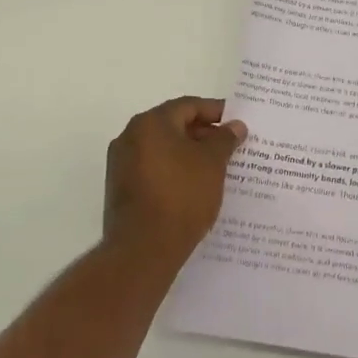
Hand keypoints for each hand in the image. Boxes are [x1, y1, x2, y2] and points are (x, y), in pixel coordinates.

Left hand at [104, 97, 245, 265]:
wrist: (143, 250)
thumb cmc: (182, 196)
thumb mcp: (213, 163)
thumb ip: (225, 138)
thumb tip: (235, 125)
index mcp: (150, 123)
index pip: (188, 106)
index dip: (216, 111)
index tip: (237, 123)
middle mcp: (130, 137)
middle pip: (174, 125)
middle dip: (204, 134)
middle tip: (231, 146)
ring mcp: (121, 165)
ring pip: (163, 149)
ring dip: (189, 153)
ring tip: (217, 167)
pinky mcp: (121, 189)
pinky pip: (154, 169)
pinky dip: (175, 171)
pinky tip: (195, 186)